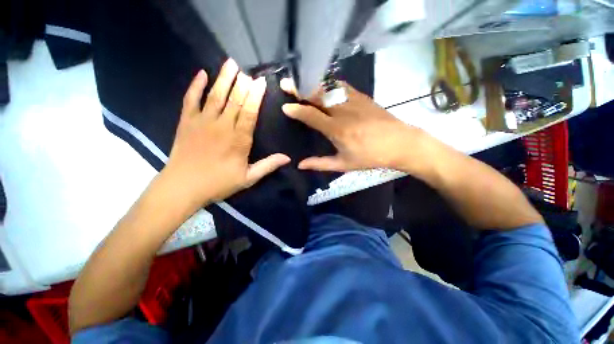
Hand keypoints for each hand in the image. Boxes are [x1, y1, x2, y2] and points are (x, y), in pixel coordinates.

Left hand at [164, 59, 289, 206]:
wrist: (183, 187)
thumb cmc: (219, 183)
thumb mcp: (248, 178)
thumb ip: (268, 165)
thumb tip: (287, 158)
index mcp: (239, 139)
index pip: (250, 112)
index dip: (256, 96)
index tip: (260, 82)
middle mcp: (222, 126)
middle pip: (235, 100)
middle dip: (243, 84)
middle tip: (248, 71)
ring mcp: (202, 121)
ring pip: (215, 95)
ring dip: (224, 79)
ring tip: (230, 64)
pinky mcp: (186, 121)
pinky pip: (190, 99)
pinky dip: (195, 86)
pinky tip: (201, 74)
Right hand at [280, 79, 425, 171]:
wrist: (400, 143)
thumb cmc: (371, 157)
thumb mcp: (344, 164)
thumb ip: (320, 163)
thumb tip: (300, 165)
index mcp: (337, 129)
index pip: (311, 116)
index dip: (296, 110)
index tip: (285, 106)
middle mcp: (343, 111)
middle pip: (317, 95)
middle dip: (299, 88)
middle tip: (286, 83)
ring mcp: (353, 100)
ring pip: (328, 87)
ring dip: (312, 83)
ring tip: (301, 81)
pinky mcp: (362, 96)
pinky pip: (342, 85)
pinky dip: (329, 83)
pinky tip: (324, 84)